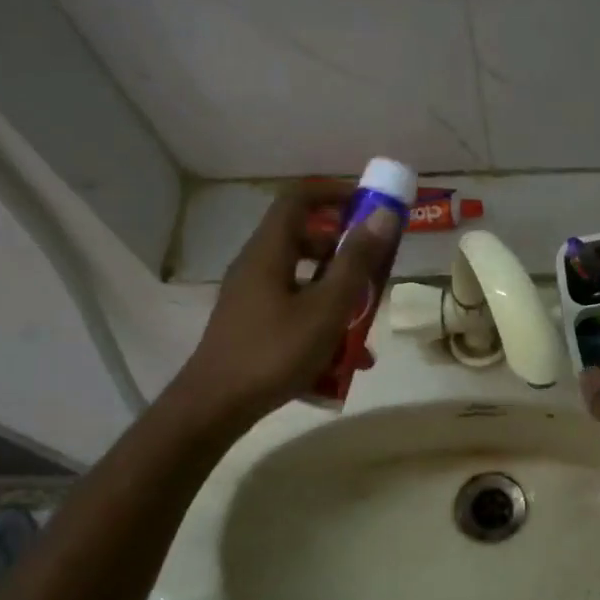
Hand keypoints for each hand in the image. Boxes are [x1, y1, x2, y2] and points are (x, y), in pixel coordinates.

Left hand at [172, 180, 400, 426]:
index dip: (334, 192)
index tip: (369, 204)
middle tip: (375, 267)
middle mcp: (256, 267)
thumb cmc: (274, 352)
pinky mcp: (251, 326)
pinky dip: (321, 322)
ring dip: (337, 293)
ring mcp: (251, 298)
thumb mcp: (326, 307)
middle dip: (344, 251)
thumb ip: (356, 262)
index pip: (298, 198)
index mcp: (269, 252)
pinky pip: (294, 310)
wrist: (215, 408)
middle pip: (303, 240)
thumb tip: (384, 215)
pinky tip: (345, 362)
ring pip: (302, 280)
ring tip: (367, 323)